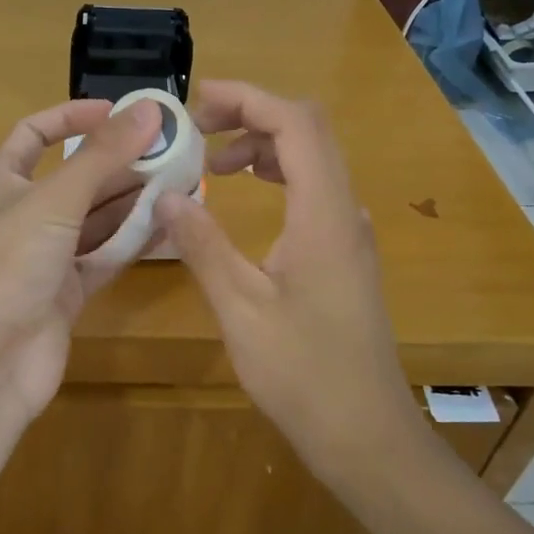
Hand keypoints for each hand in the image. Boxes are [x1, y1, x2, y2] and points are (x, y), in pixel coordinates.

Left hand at [0, 99, 160, 414]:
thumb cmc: (7, 263)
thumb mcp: (54, 200)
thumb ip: (102, 156)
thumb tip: (149, 109)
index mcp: (1, 183)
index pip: (35, 134)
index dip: (73, 117)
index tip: (120, 112)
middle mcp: (22, 216)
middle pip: (75, 178)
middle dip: (119, 163)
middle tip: (171, 150)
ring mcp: (45, 258)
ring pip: (95, 220)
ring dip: (133, 201)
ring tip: (181, 181)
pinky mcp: (66, 294)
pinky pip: (105, 257)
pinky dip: (133, 241)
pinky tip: (169, 224)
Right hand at [155, 80, 416, 476]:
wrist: (366, 434)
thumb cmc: (303, 374)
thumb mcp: (241, 309)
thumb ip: (203, 246)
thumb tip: (167, 195)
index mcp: (323, 215)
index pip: (296, 124)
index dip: (249, 99)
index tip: (198, 101)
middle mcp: (344, 211)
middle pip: (308, 131)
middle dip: (252, 115)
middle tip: (198, 129)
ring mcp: (350, 232)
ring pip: (313, 159)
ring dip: (264, 146)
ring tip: (213, 164)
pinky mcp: (345, 253)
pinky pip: (314, 189)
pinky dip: (278, 174)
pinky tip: (248, 197)